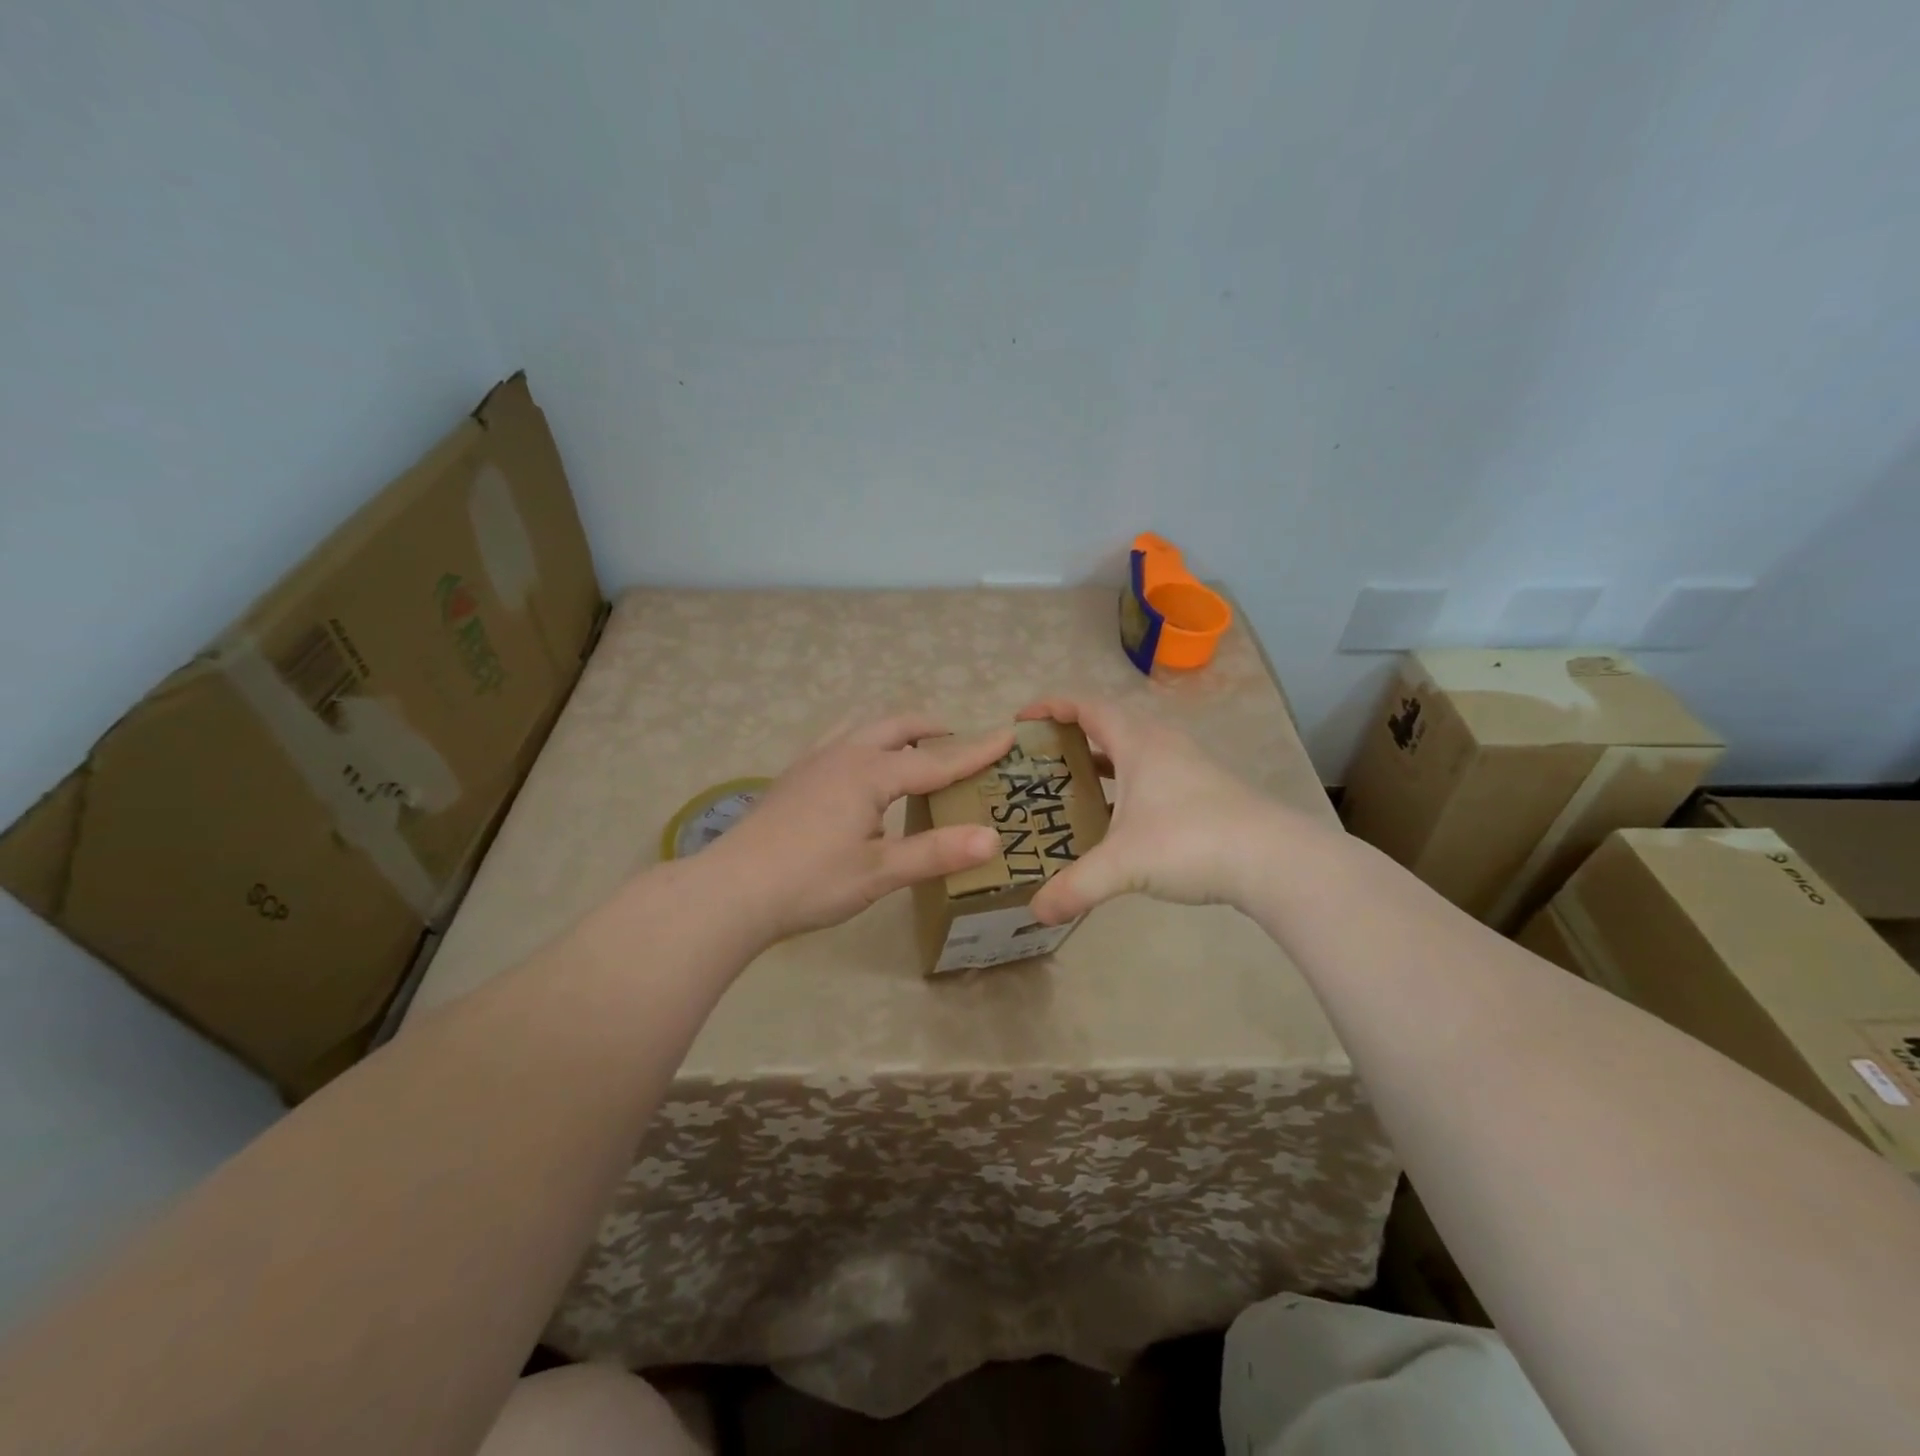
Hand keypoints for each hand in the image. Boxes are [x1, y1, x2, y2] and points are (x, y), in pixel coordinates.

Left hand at [708, 713, 1015, 941]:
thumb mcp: (879, 872)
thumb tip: (993, 839)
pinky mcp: (792, 777)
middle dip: (930, 729)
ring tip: (910, 749)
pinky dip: (863, 741)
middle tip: (956, 740)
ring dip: (893, 730)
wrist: (731, 890)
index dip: (974, 752)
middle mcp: (842, 755)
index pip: (935, 761)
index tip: (1008, 736)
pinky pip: (837, 740)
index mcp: (869, 773)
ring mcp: (812, 763)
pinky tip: (858, 771)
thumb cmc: (809, 882)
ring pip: (861, 727)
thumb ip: (935, 853)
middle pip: (895, 726)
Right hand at [1016, 697, 1289, 922]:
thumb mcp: (1124, 865)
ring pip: (1134, 750)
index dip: (1051, 707)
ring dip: (1102, 761)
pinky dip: (1127, 784)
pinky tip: (1119, 818)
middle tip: (1040, 761)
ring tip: (1072, 787)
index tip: (1021, 720)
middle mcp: (1163, 744)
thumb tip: (1036, 912)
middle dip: (1071, 736)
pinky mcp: (1206, 790)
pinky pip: (1153, 773)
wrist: (1275, 860)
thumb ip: (1076, 887)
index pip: (1086, 707)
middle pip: (1109, 724)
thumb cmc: (1191, 842)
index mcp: (1138, 743)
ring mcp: (1189, 766)